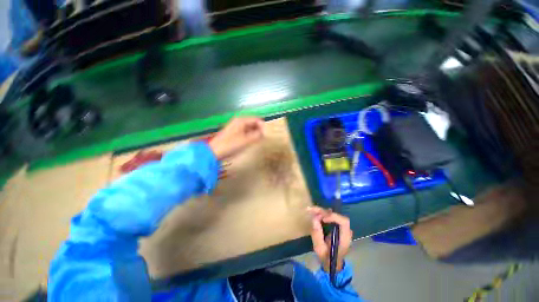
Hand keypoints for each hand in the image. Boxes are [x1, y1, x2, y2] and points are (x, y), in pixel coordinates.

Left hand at [209, 117, 264, 159]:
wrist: (214, 152)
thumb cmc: (230, 145)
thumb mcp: (246, 141)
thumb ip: (257, 136)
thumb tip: (265, 133)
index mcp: (241, 120)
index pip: (256, 119)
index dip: (263, 126)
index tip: (267, 134)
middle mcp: (238, 121)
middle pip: (253, 122)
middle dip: (259, 129)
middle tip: (264, 137)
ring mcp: (235, 126)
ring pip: (249, 127)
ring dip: (255, 132)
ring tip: (259, 140)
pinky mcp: (233, 132)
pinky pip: (245, 131)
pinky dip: (250, 135)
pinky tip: (251, 141)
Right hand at [307, 206, 352, 272]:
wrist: (332, 263)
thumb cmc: (327, 258)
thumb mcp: (320, 249)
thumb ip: (317, 235)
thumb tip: (314, 219)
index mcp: (345, 238)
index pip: (344, 222)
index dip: (333, 217)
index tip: (322, 219)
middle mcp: (345, 231)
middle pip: (336, 215)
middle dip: (323, 212)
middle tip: (311, 210)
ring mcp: (341, 228)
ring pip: (332, 214)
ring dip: (321, 211)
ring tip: (310, 210)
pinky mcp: (337, 226)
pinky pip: (330, 216)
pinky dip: (321, 213)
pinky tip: (314, 212)